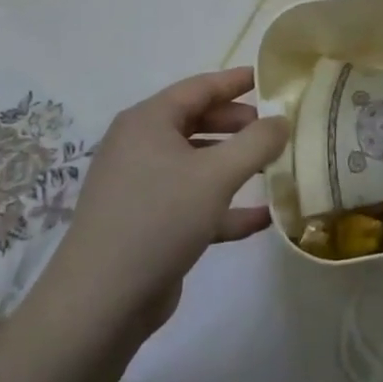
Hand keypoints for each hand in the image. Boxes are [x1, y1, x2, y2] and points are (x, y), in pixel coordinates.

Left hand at [33, 69, 289, 341]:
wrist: (100, 303)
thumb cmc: (159, 218)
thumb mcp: (217, 175)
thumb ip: (256, 143)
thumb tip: (282, 120)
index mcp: (148, 121)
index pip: (199, 88)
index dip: (235, 81)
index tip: (268, 78)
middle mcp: (140, 146)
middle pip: (197, 123)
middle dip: (238, 125)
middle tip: (275, 128)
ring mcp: (141, 187)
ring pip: (196, 164)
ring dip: (234, 165)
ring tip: (274, 166)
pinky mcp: (147, 225)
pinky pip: (193, 202)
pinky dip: (224, 205)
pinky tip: (261, 218)